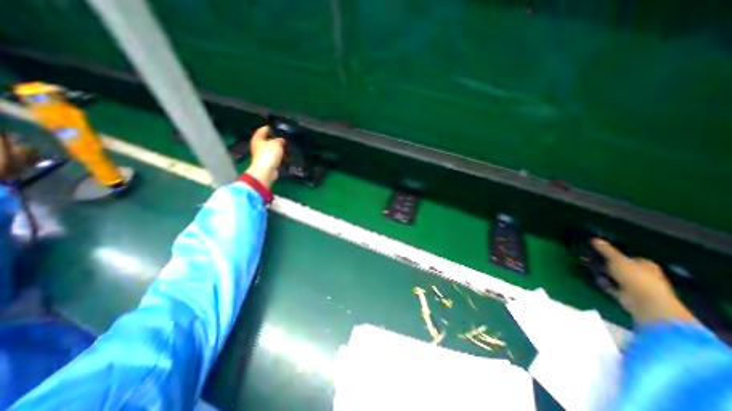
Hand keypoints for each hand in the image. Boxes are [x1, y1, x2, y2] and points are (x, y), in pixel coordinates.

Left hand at [242, 125, 282, 187]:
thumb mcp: (276, 144)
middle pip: (266, 139)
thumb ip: (279, 140)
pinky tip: (285, 155)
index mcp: (258, 138)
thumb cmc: (269, 154)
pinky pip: (273, 156)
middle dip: (275, 138)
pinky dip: (278, 155)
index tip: (278, 127)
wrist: (266, 171)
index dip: (270, 127)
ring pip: (270, 148)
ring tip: (286, 146)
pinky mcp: (266, 162)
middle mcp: (258, 145)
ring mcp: (261, 154)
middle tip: (284, 137)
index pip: (263, 129)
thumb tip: (281, 140)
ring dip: (277, 148)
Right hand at [588, 240, 696, 324]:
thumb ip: (606, 250)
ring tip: (586, 266)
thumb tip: (594, 239)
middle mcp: (641, 274)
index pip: (629, 257)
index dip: (614, 254)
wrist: (645, 302)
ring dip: (602, 272)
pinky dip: (602, 282)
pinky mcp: (625, 294)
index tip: (598, 251)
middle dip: (604, 263)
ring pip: (613, 276)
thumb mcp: (617, 259)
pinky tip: (593, 278)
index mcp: (645, 264)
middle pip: (619, 266)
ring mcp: (633, 285)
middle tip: (588, 258)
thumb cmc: (636, 277)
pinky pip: (610, 285)